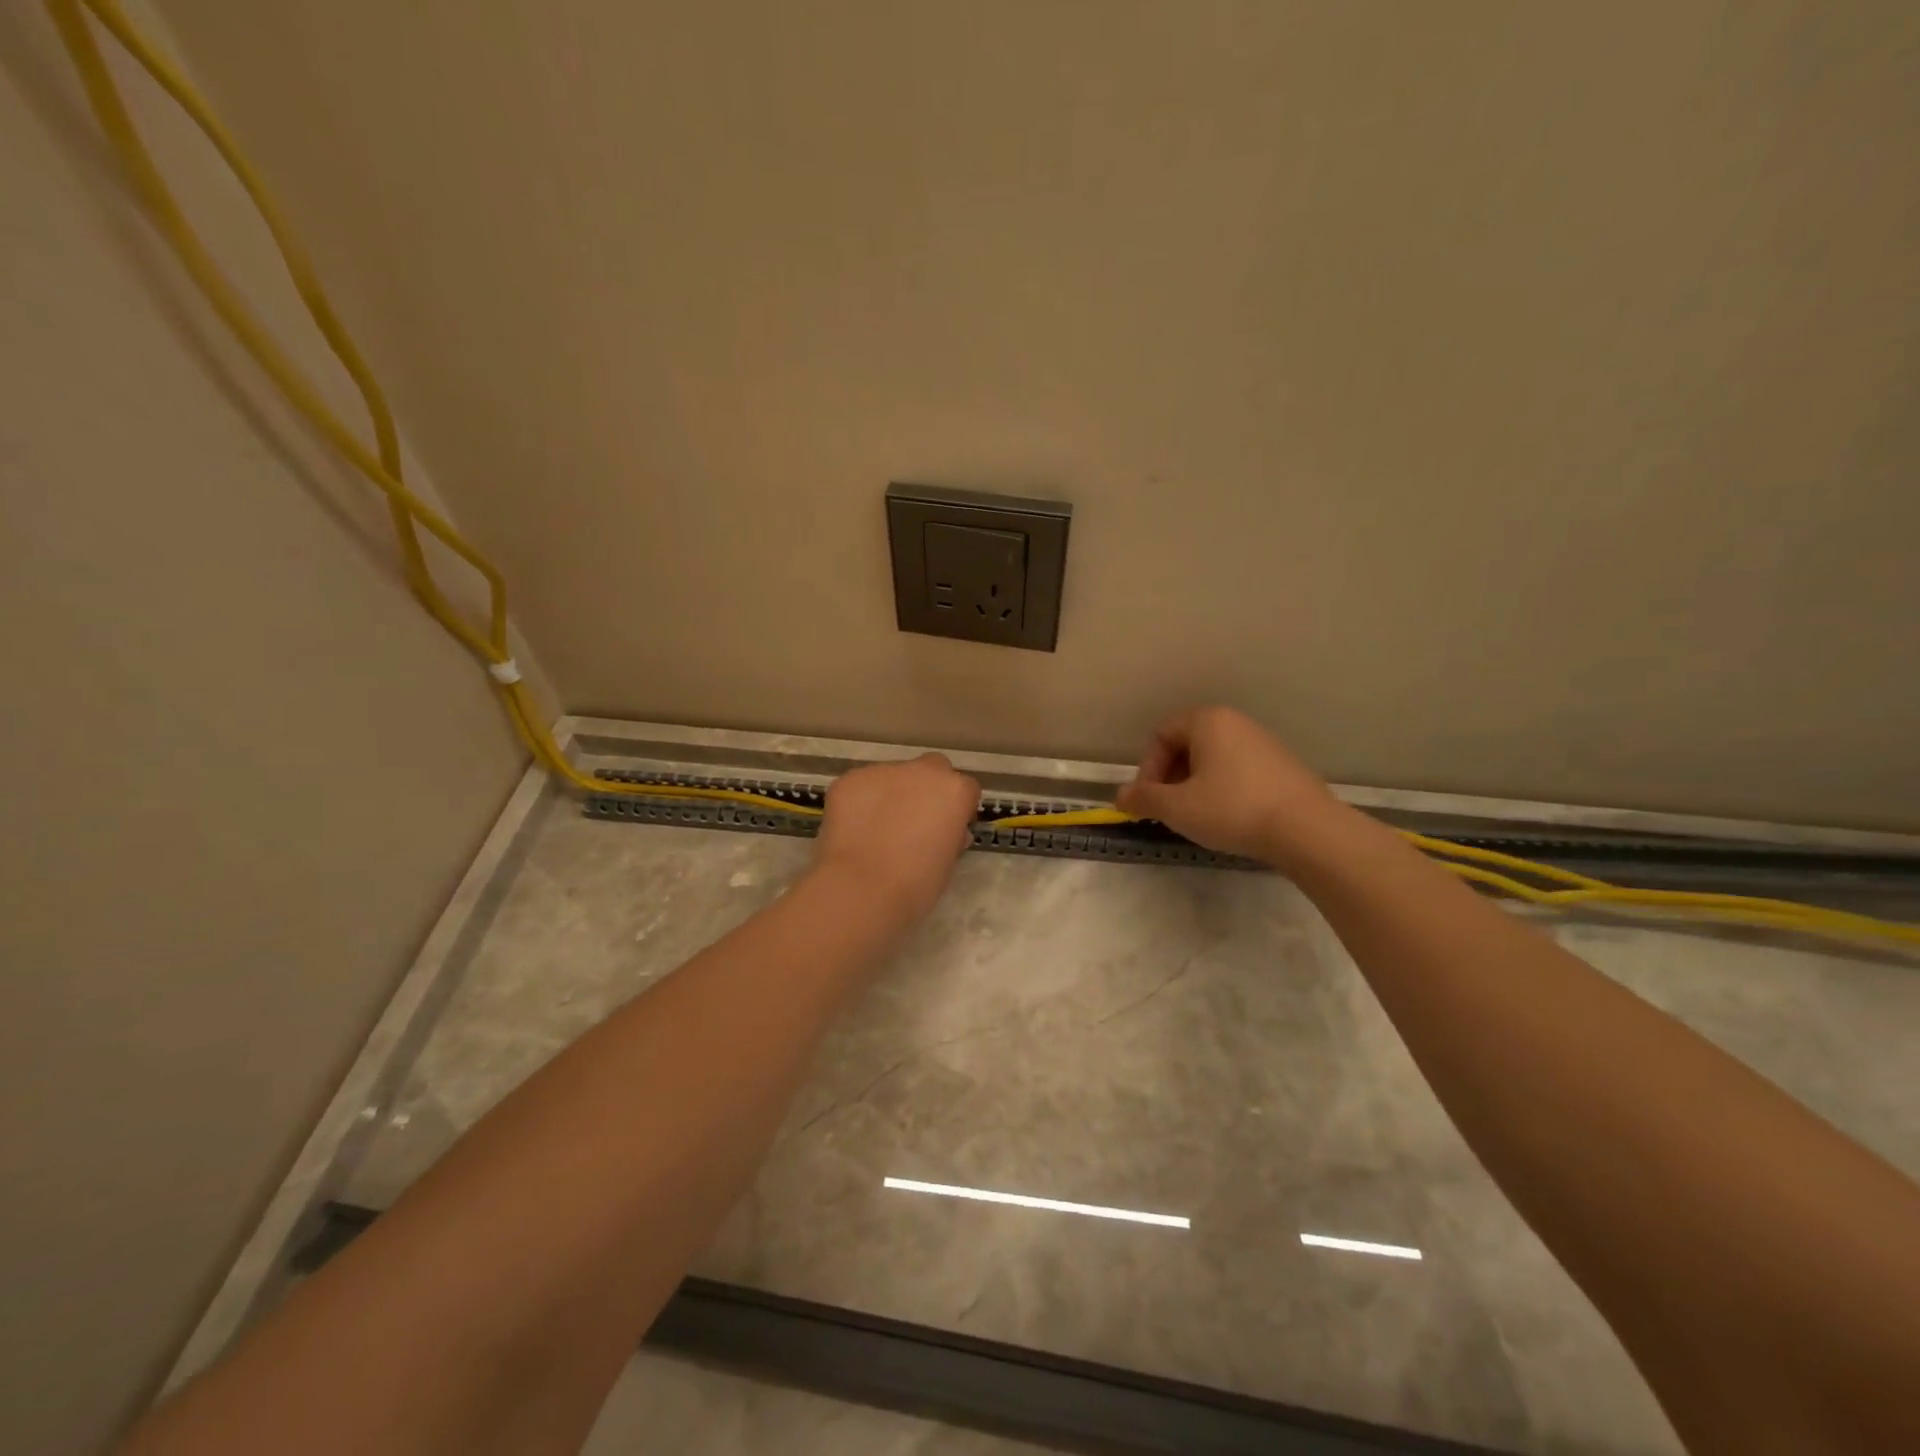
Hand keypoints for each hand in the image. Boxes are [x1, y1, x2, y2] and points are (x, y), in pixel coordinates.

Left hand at [813, 754, 979, 920]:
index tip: (947, 829)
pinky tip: (854, 831)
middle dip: (926, 788)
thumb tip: (946, 832)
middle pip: (932, 769)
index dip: (957, 809)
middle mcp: (922, 770)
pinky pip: (860, 787)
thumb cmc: (916, 885)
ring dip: (890, 795)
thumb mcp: (947, 862)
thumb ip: (950, 837)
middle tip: (913, 821)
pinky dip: (860, 803)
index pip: (966, 789)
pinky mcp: (849, 779)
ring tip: (876, 830)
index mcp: (955, 790)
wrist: (862, 889)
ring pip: (892, 777)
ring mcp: (883, 771)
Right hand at [1115, 707, 1347, 864]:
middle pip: (1187, 745)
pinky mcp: (1283, 766)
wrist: (1307, 830)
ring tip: (1197, 817)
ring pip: (1213, 760)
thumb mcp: (1176, 808)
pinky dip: (1223, 790)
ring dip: (1194, 786)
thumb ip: (1143, 799)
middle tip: (1168, 811)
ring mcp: (1263, 743)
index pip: (1161, 735)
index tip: (1148, 801)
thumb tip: (1120, 797)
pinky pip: (1238, 771)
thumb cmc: (1232, 809)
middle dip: (1170, 778)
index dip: (1147, 769)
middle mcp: (1236, 723)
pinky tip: (1228, 818)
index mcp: (1208, 721)